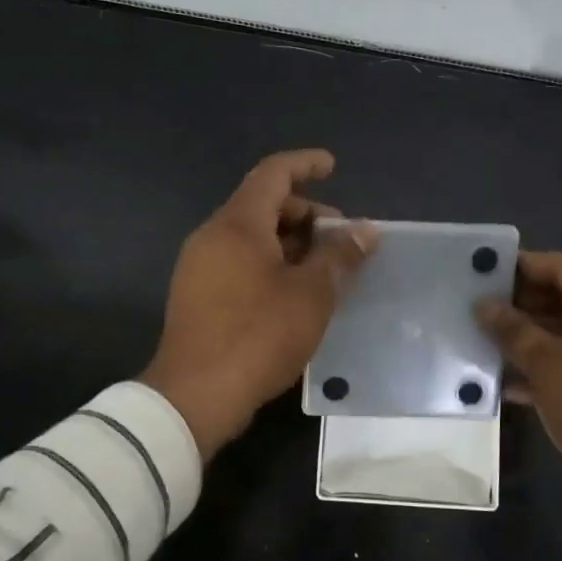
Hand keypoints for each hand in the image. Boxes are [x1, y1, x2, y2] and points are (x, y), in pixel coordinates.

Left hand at [141, 149, 375, 460]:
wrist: (195, 396)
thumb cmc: (258, 335)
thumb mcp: (311, 294)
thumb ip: (339, 256)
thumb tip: (366, 231)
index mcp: (237, 224)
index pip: (273, 174)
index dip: (305, 164)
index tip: (333, 166)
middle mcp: (213, 236)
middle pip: (263, 205)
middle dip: (307, 214)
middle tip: (341, 240)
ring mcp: (200, 267)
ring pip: (252, 238)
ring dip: (292, 243)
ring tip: (326, 270)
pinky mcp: (198, 296)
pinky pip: (240, 262)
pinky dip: (272, 264)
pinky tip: (297, 293)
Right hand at [477, 251, 561, 543]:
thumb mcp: (551, 369)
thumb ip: (514, 332)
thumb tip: (483, 305)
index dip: (522, 266)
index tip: (481, 270)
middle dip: (519, 303)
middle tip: (472, 305)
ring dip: (523, 336)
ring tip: (477, 336)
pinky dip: (538, 366)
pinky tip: (498, 377)